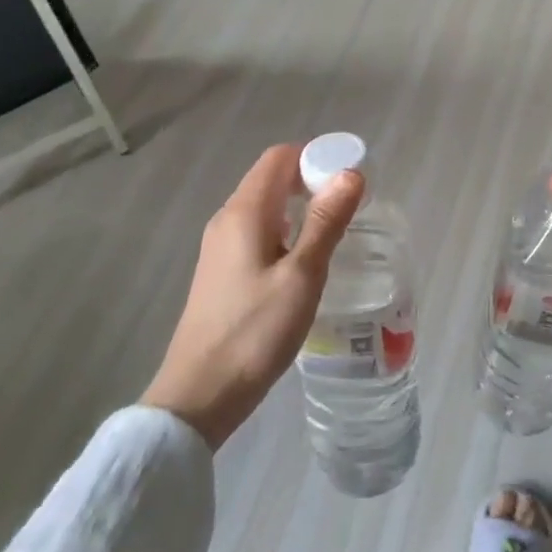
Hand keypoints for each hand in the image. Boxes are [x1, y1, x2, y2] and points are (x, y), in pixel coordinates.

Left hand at [141, 144, 362, 449]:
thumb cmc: (255, 332)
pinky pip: (258, 232)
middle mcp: (227, 220)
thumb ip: (326, 222)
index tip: (350, 176)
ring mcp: (220, 247)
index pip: (279, 157)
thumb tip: (351, 173)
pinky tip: (305, 260)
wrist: (199, 396)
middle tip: (351, 205)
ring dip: (301, 207)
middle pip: (272, 178)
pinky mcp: (221, 272)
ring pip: (266, 207)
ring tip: (335, 230)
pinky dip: (286, 230)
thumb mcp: (302, 276)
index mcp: (244, 212)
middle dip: (312, 180)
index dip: (315, 156)